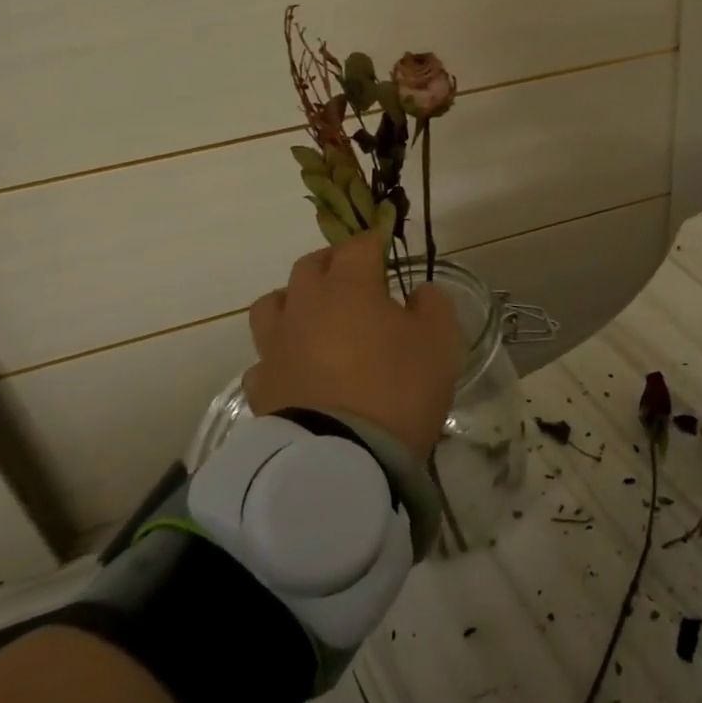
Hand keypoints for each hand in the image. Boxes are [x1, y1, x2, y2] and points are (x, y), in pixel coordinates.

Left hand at [243, 231, 462, 459]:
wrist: (342, 461)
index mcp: (348, 286)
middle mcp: (305, 306)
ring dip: (294, 301)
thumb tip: (418, 293)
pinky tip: (298, 368)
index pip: (358, 245)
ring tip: (315, 317)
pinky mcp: (260, 386)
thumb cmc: (398, 389)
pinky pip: (265, 357)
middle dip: (332, 263)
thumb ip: (433, 305)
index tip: (385, 245)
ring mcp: (275, 346)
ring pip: (272, 304)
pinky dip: (281, 354)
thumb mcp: (441, 341)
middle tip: (354, 277)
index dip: (374, 240)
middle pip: (310, 266)